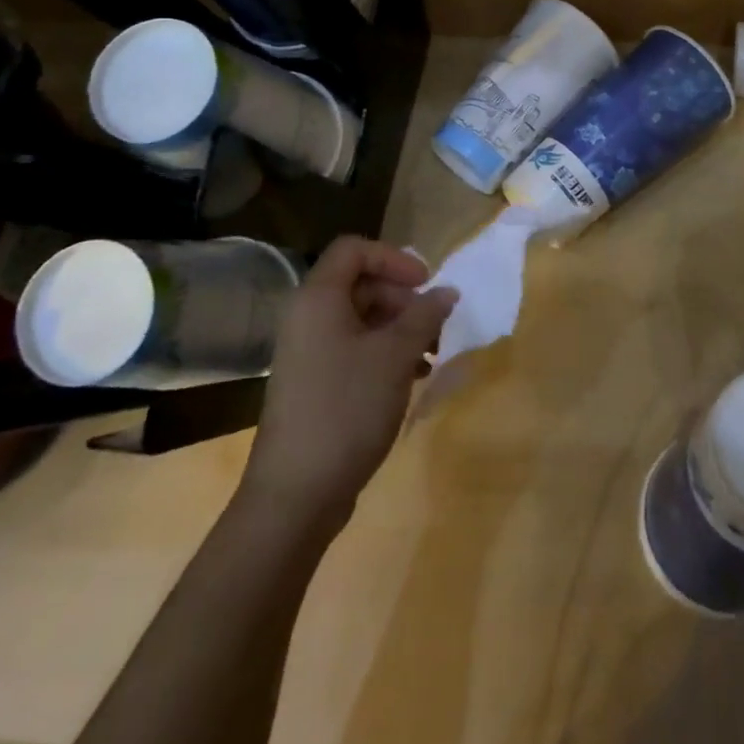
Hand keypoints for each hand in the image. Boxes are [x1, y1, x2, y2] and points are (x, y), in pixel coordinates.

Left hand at [239, 237, 454, 536]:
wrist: (296, 493)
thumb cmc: (347, 408)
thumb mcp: (395, 356)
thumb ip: (424, 316)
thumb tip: (447, 291)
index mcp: (318, 299)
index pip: (355, 249)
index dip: (394, 258)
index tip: (426, 284)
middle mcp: (307, 317)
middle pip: (360, 284)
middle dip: (403, 298)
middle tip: (435, 325)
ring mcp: (308, 352)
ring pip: (361, 319)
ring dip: (400, 328)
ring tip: (432, 355)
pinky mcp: (314, 383)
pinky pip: (353, 349)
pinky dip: (385, 353)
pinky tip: (414, 377)